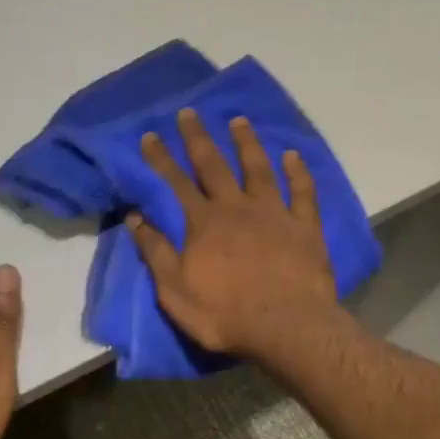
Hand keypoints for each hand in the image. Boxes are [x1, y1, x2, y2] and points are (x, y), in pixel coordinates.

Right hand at [126, 109, 339, 357]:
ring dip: (247, 143)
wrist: (287, 326)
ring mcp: (275, 213)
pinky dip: (298, 172)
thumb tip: (134, 217)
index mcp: (204, 223)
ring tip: (239, 120)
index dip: (161, 158)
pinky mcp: (305, 226)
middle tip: (189, 112)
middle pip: (214, 166)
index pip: (176, 183)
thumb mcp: (175, 290)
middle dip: (199, 138)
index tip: (150, 134)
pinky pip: (303, 192)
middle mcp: (237, 208)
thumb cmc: (225, 314)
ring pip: (259, 169)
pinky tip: (293, 155)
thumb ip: (155, 251)